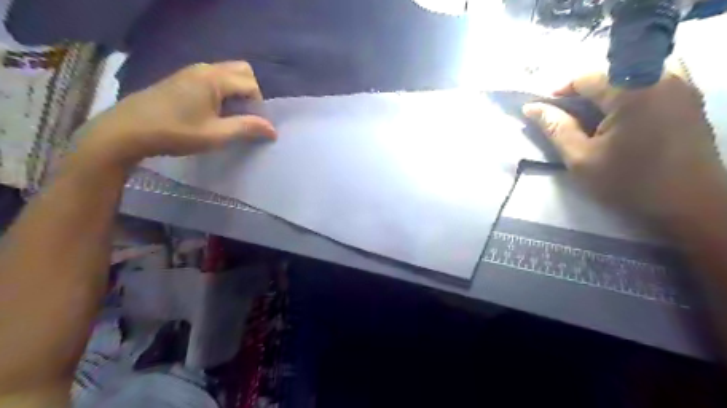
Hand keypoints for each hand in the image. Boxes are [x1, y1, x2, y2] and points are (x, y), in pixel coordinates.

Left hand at [77, 58, 275, 167]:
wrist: (127, 130)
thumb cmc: (176, 133)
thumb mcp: (216, 135)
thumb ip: (247, 128)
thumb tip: (273, 130)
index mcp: (214, 79)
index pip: (251, 85)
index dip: (258, 106)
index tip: (252, 126)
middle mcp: (205, 69)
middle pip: (242, 71)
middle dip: (251, 92)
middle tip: (243, 116)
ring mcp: (191, 72)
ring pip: (227, 73)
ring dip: (237, 92)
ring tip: (229, 116)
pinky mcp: (182, 79)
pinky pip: (213, 78)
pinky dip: (223, 91)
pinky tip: (212, 111)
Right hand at [526, 71, 723, 220]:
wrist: (689, 204)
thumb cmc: (628, 182)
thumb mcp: (580, 158)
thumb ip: (556, 128)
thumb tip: (532, 107)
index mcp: (633, 91)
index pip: (587, 78)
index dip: (561, 92)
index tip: (548, 112)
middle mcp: (663, 78)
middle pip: (610, 76)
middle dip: (584, 95)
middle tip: (569, 121)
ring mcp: (682, 87)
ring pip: (631, 79)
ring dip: (607, 96)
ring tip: (593, 120)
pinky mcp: (690, 100)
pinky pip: (652, 86)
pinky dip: (629, 97)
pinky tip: (622, 120)